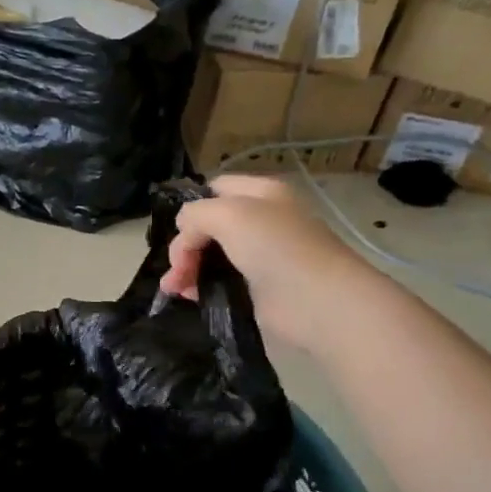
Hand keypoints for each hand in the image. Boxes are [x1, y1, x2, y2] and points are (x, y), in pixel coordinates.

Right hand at [160, 175, 373, 350]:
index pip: (215, 189)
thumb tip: (183, 234)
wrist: (317, 302)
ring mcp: (259, 256)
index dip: (193, 206)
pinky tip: (189, 297)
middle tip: (176, 269)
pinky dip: (200, 288)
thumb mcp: (228, 213)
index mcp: (260, 193)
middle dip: (184, 245)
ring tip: (174, 289)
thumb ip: (195, 214)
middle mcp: (261, 220)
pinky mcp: (257, 288)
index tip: (177, 231)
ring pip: (210, 255)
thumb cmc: (275, 247)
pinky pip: (219, 282)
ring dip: (186, 269)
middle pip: (208, 225)